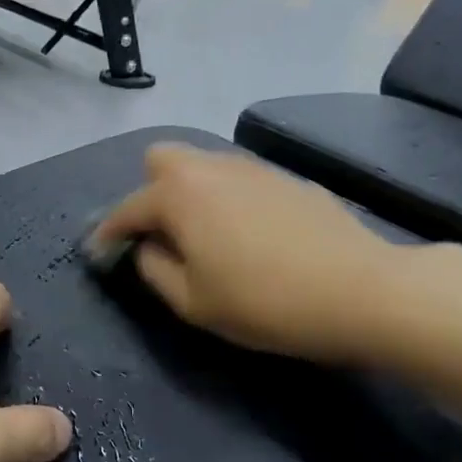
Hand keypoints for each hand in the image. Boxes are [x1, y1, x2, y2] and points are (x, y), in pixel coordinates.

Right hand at [89, 145, 429, 365]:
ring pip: (204, 165)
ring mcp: (253, 168)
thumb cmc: (264, 302)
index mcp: (179, 195)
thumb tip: (147, 247)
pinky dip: (227, 198)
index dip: (107, 233)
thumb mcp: (192, 302)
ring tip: (203, 235)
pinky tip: (248, 234)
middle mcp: (211, 168)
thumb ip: (154, 269)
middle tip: (159, 234)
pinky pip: (239, 178)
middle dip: (148, 192)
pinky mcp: (288, 180)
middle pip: (161, 160)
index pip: (127, 209)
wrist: (362, 291)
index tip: (99, 254)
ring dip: (189, 193)